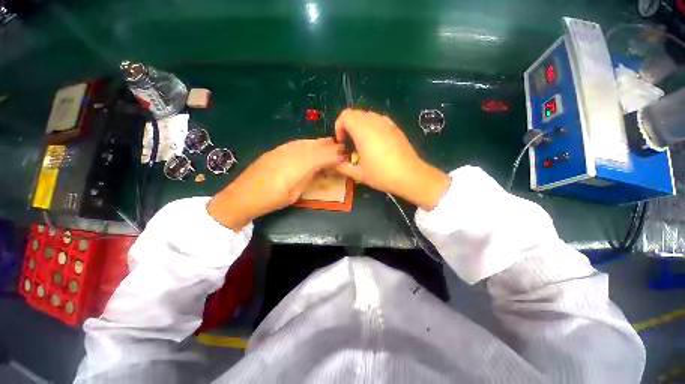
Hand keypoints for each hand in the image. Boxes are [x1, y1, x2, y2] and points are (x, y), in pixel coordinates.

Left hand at [208, 138, 343, 230]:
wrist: (244, 195)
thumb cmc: (273, 199)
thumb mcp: (296, 193)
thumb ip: (309, 177)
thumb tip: (320, 169)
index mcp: (301, 165)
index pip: (324, 156)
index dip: (336, 155)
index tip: (346, 156)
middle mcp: (294, 152)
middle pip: (317, 146)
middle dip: (331, 146)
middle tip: (342, 148)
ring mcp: (284, 149)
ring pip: (308, 142)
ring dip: (321, 143)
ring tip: (330, 144)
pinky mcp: (277, 149)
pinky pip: (298, 143)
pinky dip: (308, 143)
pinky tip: (311, 145)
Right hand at [334, 109, 449, 209]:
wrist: (410, 176)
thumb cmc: (382, 175)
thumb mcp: (359, 174)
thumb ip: (343, 167)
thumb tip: (335, 163)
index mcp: (363, 131)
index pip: (345, 115)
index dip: (339, 126)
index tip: (341, 141)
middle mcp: (374, 122)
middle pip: (356, 113)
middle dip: (348, 125)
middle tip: (349, 142)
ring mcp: (387, 123)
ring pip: (368, 115)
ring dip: (360, 125)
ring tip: (361, 142)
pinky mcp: (395, 128)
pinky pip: (379, 120)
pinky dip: (371, 126)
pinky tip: (375, 142)